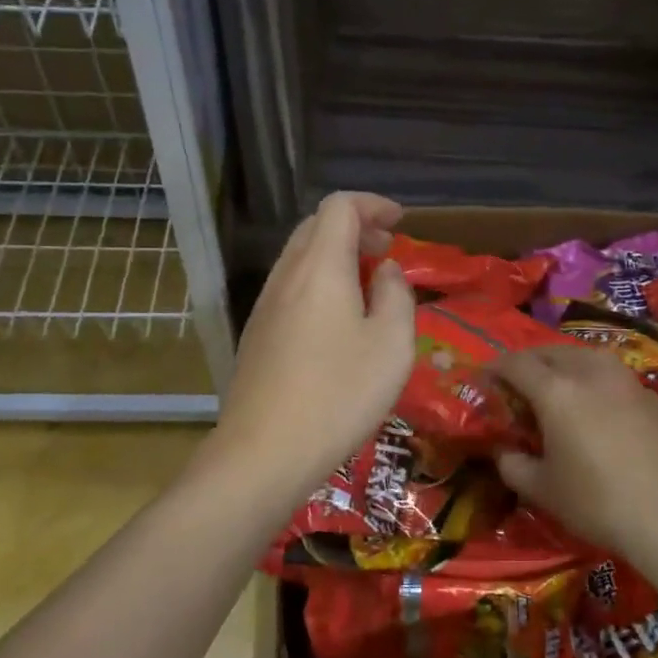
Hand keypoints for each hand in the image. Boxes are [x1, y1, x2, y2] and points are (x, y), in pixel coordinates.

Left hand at [211, 193, 415, 506]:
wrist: (263, 453)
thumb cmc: (338, 395)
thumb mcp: (391, 345)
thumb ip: (396, 295)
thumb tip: (385, 270)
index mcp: (319, 267)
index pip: (339, 207)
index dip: (372, 204)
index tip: (400, 222)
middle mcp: (286, 276)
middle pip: (315, 227)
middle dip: (355, 228)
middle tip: (388, 250)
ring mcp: (264, 306)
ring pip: (300, 258)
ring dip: (336, 256)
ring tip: (368, 284)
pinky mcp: (257, 335)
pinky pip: (291, 288)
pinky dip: (320, 283)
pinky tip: (339, 321)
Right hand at [492, 347, 657, 554]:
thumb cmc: (597, 503)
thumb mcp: (542, 490)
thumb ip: (513, 465)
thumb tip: (504, 451)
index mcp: (556, 391)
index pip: (516, 364)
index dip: (495, 367)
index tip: (485, 378)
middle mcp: (591, 374)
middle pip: (552, 352)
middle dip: (530, 361)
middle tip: (519, 382)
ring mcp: (628, 382)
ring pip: (588, 357)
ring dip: (566, 364)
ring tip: (560, 385)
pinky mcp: (655, 398)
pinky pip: (616, 378)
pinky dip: (598, 383)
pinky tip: (601, 408)